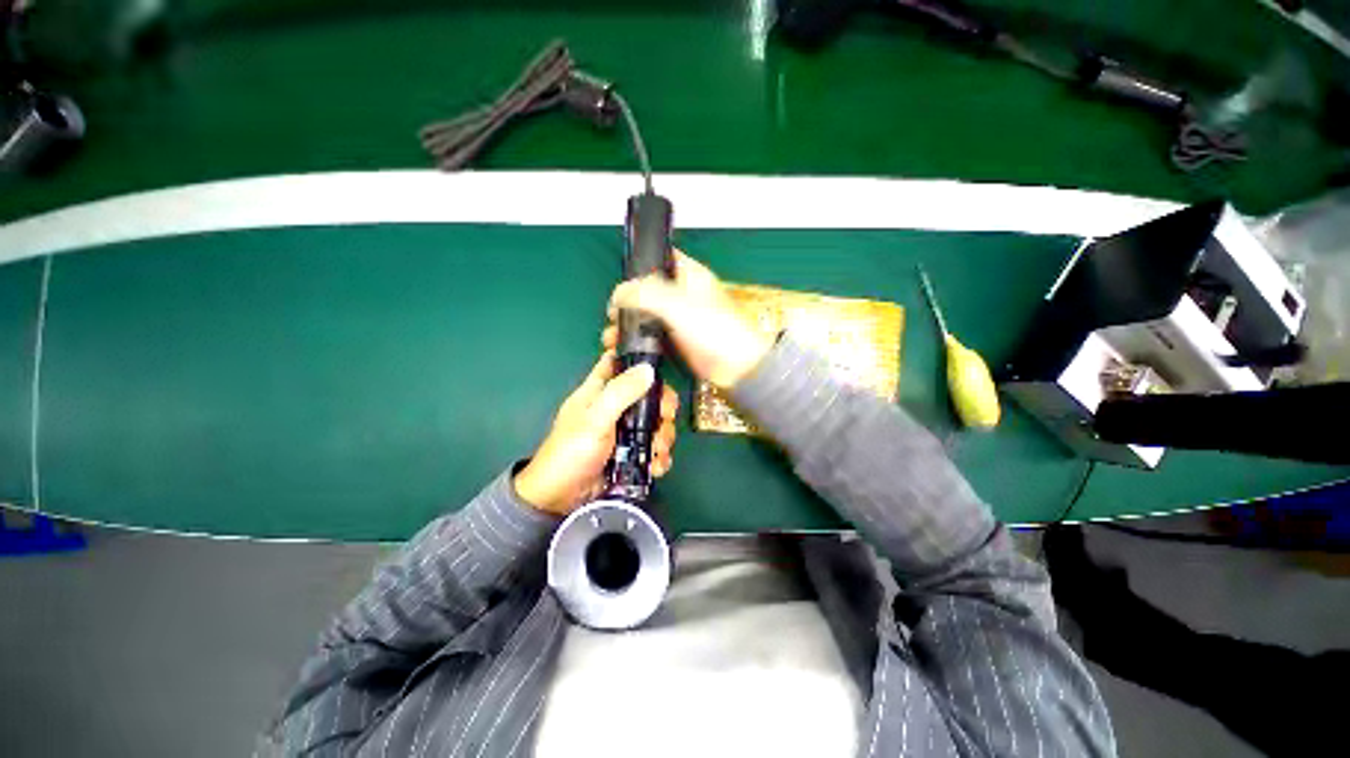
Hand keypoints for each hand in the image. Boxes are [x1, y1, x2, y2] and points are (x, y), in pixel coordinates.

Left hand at [514, 351, 678, 515]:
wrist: (561, 499)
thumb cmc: (571, 451)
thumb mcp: (595, 418)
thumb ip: (621, 392)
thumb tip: (649, 369)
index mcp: (599, 390)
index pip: (618, 362)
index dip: (636, 358)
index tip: (657, 367)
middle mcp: (615, 407)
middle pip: (648, 395)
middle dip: (662, 408)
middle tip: (666, 418)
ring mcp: (625, 432)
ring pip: (655, 423)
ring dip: (663, 437)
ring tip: (657, 451)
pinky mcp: (631, 453)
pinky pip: (653, 448)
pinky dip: (658, 456)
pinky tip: (655, 466)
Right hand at [607, 251, 774, 390]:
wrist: (737, 367)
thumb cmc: (715, 330)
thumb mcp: (677, 304)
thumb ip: (645, 293)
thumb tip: (618, 294)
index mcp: (689, 274)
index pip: (659, 258)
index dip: (638, 266)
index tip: (619, 282)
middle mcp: (683, 293)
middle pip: (647, 289)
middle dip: (627, 301)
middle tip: (611, 316)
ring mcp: (680, 318)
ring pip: (647, 313)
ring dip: (629, 323)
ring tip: (611, 336)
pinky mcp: (677, 339)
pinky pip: (652, 334)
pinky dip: (638, 338)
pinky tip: (624, 347)